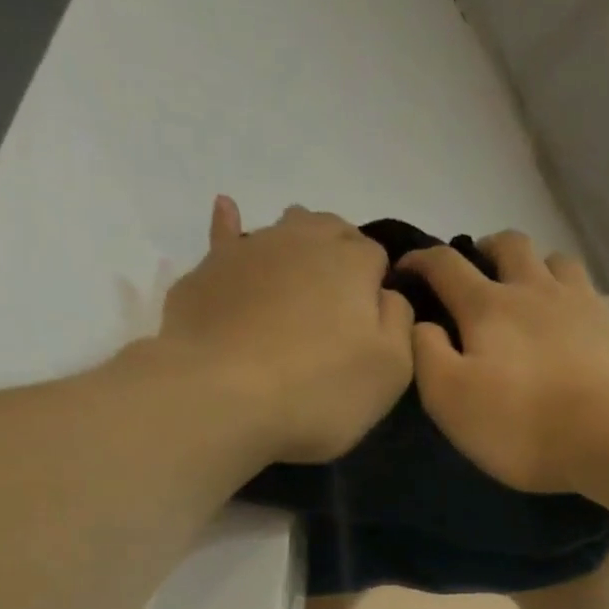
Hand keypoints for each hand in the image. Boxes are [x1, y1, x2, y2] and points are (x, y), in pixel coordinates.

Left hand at [134, 198, 414, 463]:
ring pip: (285, 230)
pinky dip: (231, 224)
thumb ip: (400, 322)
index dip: (378, 287)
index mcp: (353, 261)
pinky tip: (228, 212)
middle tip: (341, 308)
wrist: (220, 396)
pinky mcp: (208, 271)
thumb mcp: (391, 369)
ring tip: (300, 278)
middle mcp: (303, 239)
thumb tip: (387, 296)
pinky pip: (225, 235)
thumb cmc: (320, 389)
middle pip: (332, 232)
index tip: (372, 326)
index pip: (376, 256)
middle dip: (342, 258)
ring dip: (299, 246)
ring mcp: (251, 249)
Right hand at [400, 231, 608, 492]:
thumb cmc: (520, 423)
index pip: (446, 266)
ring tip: (533, 291)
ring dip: (539, 268)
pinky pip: (595, 303)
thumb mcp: (450, 399)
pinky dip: (578, 307)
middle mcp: (537, 292)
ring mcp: (585, 307)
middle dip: (488, 249)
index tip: (406, 268)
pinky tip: (579, 332)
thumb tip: (422, 325)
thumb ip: (427, 356)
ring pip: (559, 263)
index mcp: (489, 307)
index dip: (421, 261)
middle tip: (479, 269)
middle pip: (511, 246)